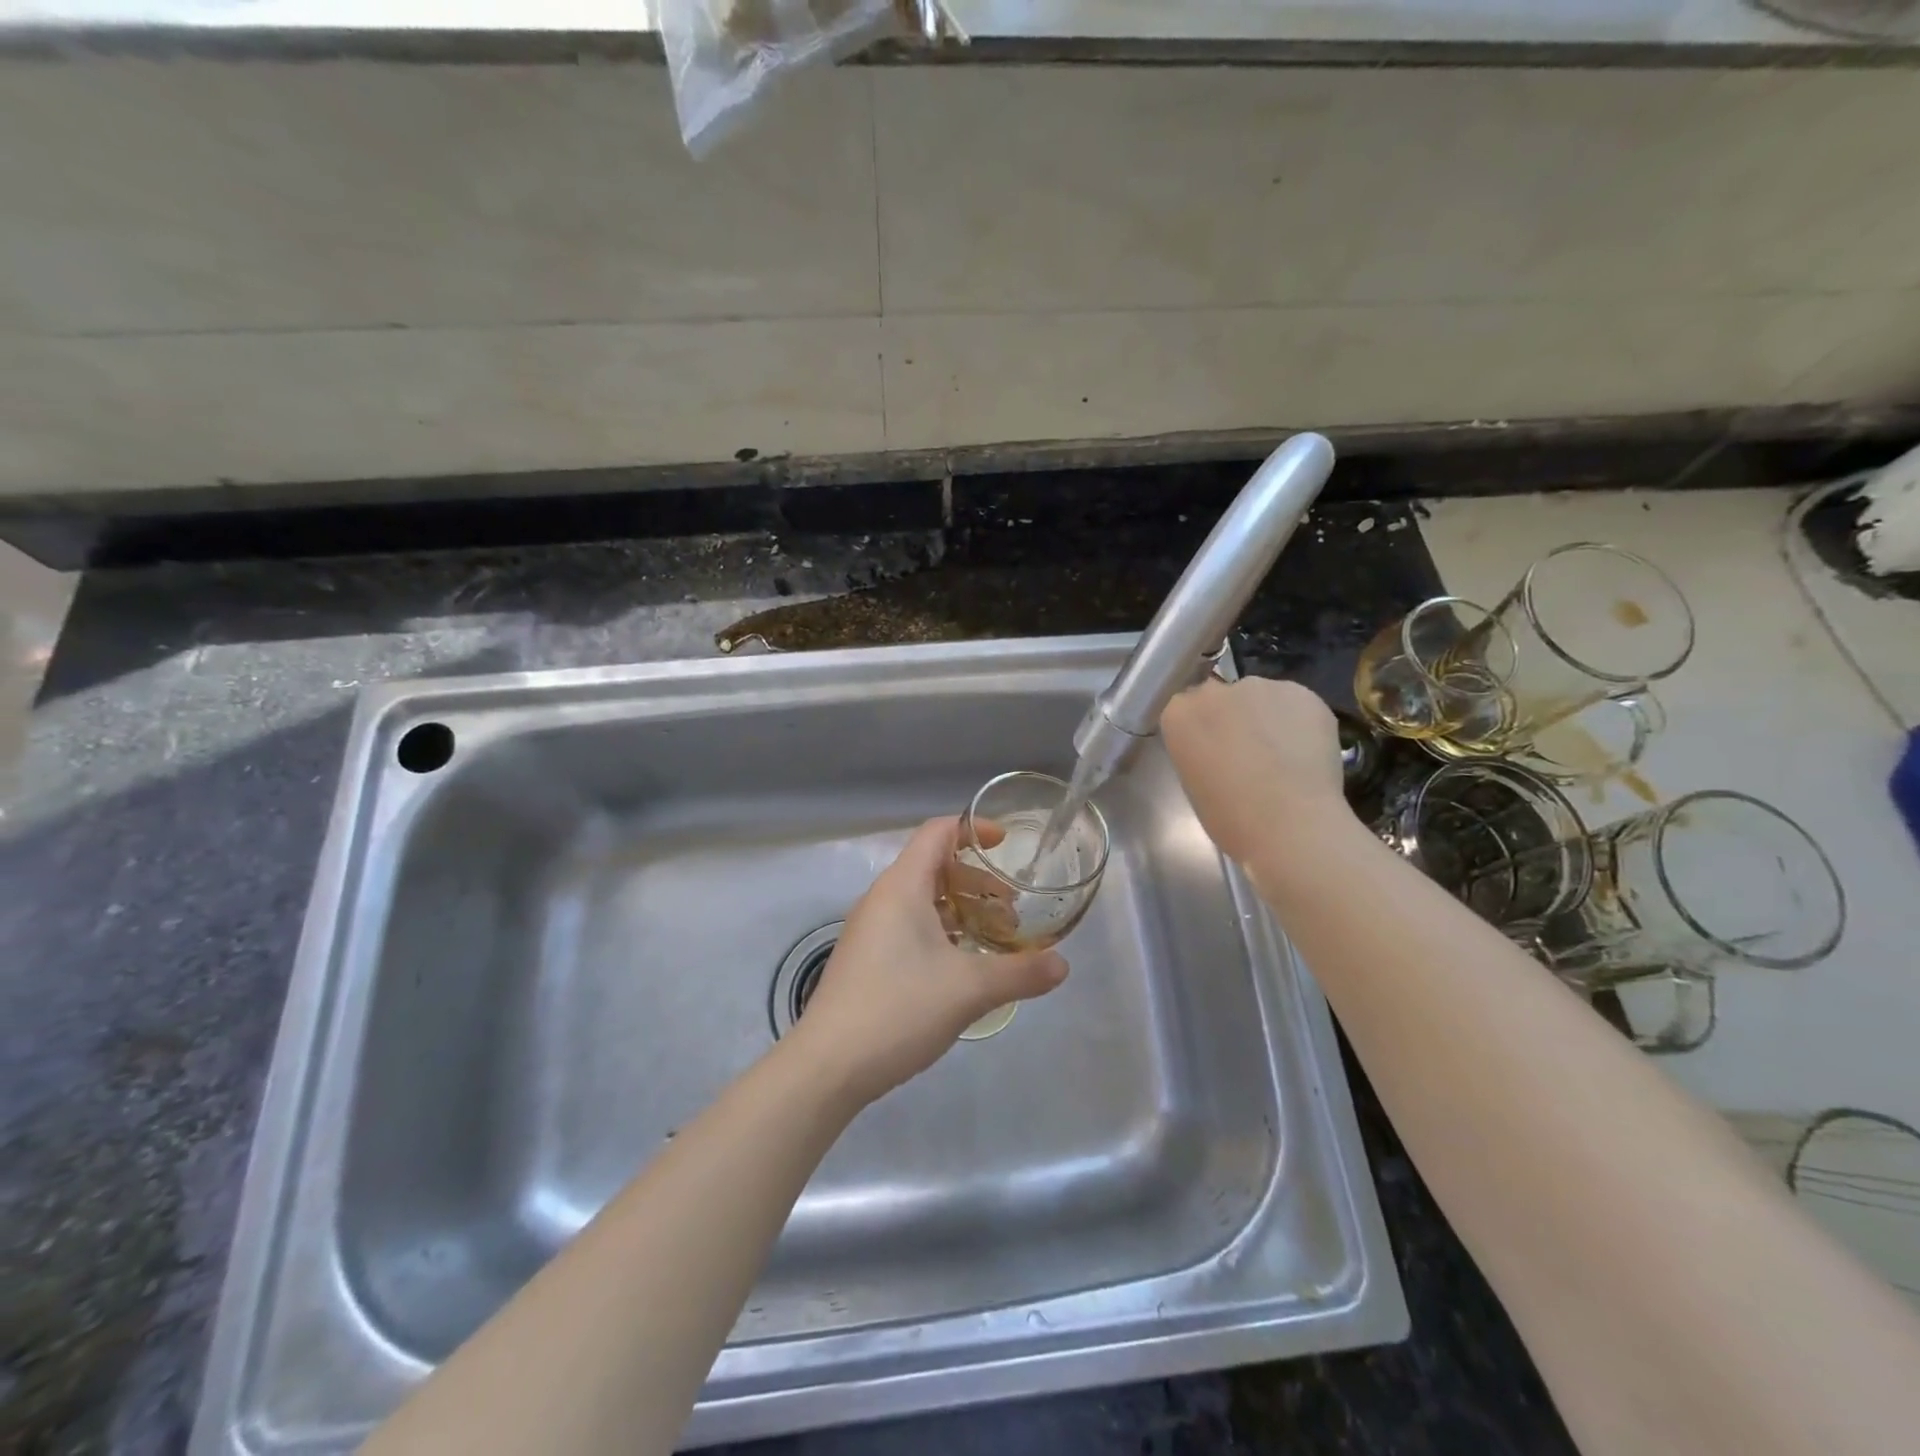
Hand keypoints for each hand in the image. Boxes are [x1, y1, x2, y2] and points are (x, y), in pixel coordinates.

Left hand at [790, 818, 1069, 1103]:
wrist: (828, 1065)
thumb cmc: (899, 1008)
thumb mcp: (969, 989)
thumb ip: (1020, 972)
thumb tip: (1063, 965)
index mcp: (902, 887)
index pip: (938, 832)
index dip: (973, 829)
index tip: (1006, 844)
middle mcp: (882, 899)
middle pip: (933, 866)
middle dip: (977, 880)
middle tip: (1011, 910)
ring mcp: (870, 930)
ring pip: (922, 900)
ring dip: (960, 910)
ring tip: (993, 939)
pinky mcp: (866, 959)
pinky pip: (909, 926)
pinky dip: (941, 932)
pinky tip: (961, 967)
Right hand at [1160, 678, 1350, 865]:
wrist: (1289, 824)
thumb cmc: (1230, 817)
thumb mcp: (1194, 783)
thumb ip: (1201, 752)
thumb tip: (1222, 749)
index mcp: (1179, 714)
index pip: (1186, 710)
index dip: (1203, 732)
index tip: (1213, 753)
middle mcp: (1214, 691)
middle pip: (1221, 698)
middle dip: (1232, 719)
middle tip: (1248, 753)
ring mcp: (1260, 687)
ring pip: (1261, 699)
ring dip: (1266, 719)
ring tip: (1284, 756)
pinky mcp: (1302, 693)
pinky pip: (1296, 704)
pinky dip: (1300, 723)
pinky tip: (1307, 754)